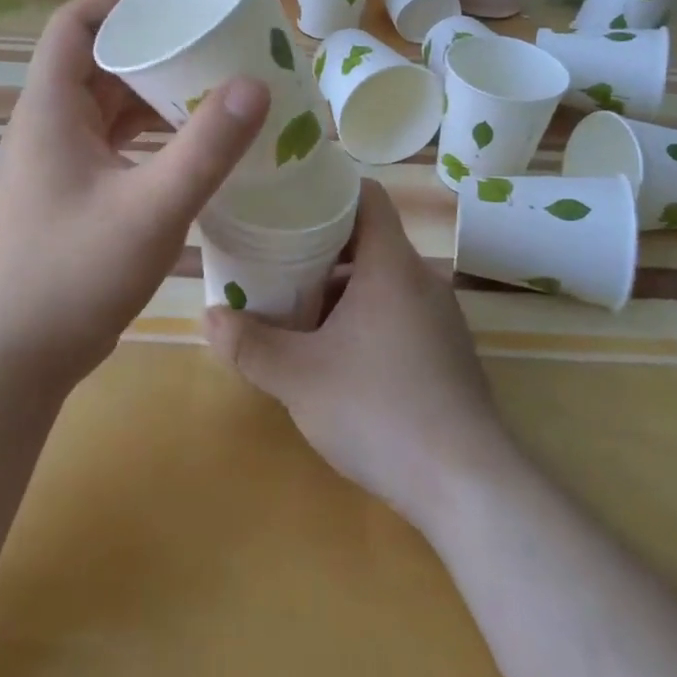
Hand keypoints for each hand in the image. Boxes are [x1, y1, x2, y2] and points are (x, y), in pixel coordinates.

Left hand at [0, 0, 268, 391]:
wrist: (20, 355)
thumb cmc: (77, 273)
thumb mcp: (153, 207)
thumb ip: (206, 147)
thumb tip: (256, 84)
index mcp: (50, 109)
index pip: (75, 25)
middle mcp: (47, 125)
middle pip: (96, 60)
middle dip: (151, 45)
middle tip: (210, 40)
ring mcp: (56, 160)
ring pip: (106, 104)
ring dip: (152, 92)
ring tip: (211, 85)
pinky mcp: (70, 191)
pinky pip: (111, 141)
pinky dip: (147, 132)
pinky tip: (189, 144)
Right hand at [203, 180, 512, 531]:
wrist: (467, 485)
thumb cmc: (378, 410)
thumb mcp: (298, 378)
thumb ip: (248, 345)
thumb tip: (209, 317)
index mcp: (391, 265)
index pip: (366, 196)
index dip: (328, 191)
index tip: (289, 202)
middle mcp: (422, 279)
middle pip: (368, 240)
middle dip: (320, 248)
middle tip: (275, 261)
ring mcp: (441, 318)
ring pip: (382, 281)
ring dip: (340, 289)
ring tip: (295, 311)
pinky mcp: (447, 353)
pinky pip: (398, 313)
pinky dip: (364, 317)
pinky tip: (336, 356)